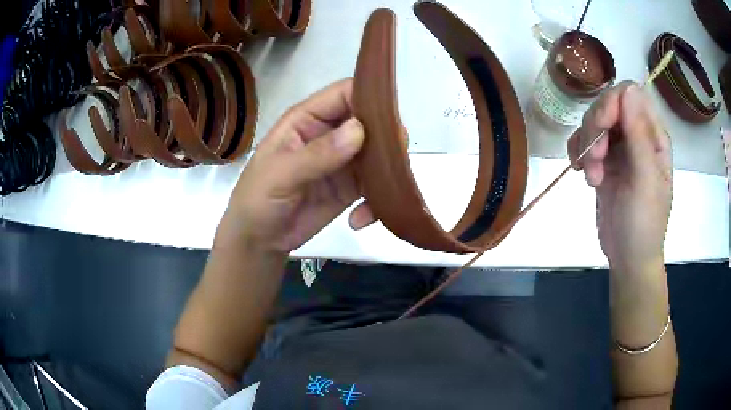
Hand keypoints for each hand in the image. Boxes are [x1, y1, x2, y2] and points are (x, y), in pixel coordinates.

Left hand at [218, 79, 375, 252]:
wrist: (259, 240)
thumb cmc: (257, 199)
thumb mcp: (280, 175)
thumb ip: (317, 154)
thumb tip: (360, 130)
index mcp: (307, 119)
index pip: (344, 94)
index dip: (368, 97)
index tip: (389, 118)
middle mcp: (329, 134)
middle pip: (369, 122)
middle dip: (387, 137)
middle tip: (397, 160)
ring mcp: (342, 162)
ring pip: (378, 153)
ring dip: (387, 171)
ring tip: (386, 192)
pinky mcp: (350, 189)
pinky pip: (375, 186)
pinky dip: (375, 201)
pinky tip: (360, 219)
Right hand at [568, 81, 672, 272]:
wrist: (628, 258)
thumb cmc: (644, 224)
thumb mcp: (645, 180)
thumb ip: (639, 134)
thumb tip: (627, 88)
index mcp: (653, 136)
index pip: (631, 95)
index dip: (613, 102)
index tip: (602, 126)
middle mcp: (636, 136)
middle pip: (608, 105)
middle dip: (596, 128)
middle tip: (595, 158)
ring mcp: (619, 149)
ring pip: (593, 123)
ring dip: (586, 146)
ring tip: (592, 176)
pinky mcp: (604, 163)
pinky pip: (584, 142)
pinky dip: (579, 154)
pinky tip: (582, 173)